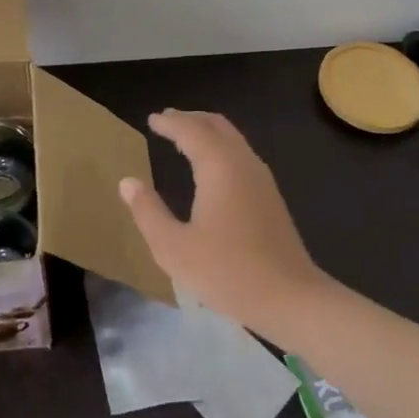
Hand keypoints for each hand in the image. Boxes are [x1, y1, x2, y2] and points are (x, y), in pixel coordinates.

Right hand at [118, 109, 331, 340]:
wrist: (291, 298)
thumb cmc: (228, 272)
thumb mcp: (175, 249)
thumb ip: (148, 212)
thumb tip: (127, 182)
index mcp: (219, 166)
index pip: (191, 130)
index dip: (170, 123)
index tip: (152, 119)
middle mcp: (242, 162)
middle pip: (216, 125)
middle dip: (191, 119)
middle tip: (168, 120)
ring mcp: (261, 178)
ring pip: (232, 138)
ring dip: (207, 131)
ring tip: (185, 137)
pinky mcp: (270, 196)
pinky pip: (240, 154)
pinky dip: (220, 147)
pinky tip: (211, 167)